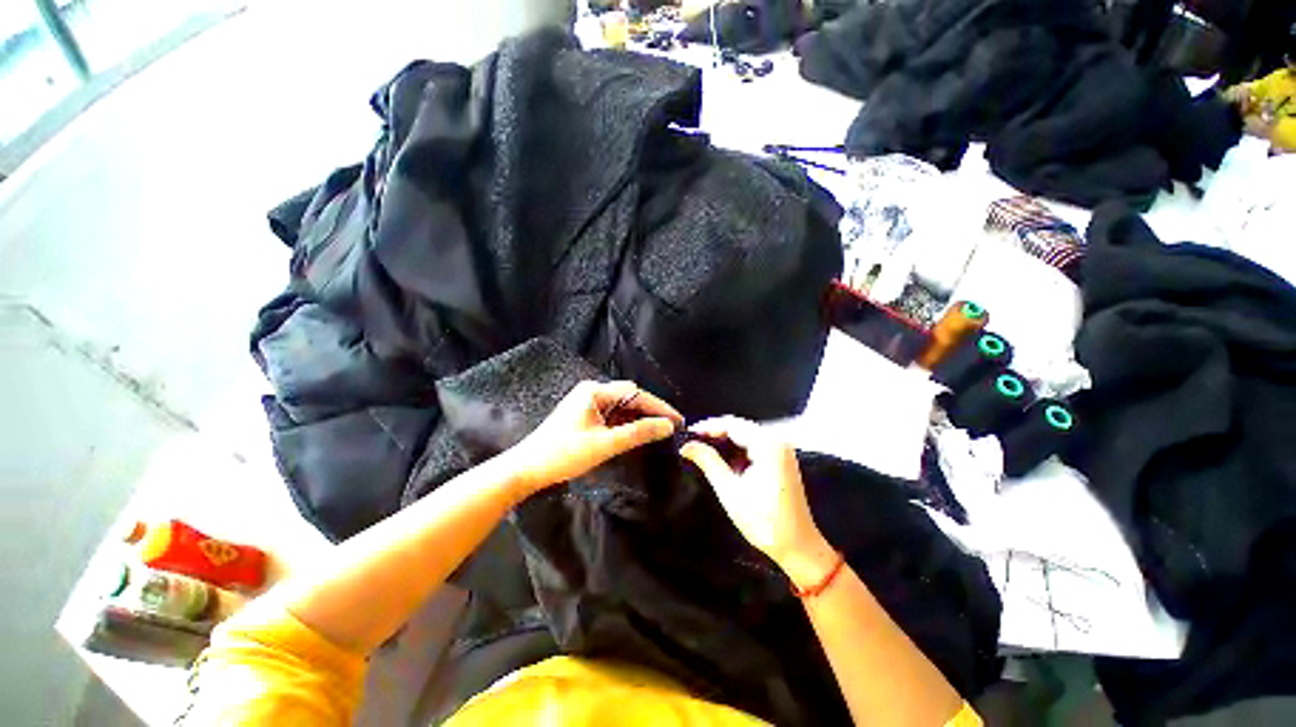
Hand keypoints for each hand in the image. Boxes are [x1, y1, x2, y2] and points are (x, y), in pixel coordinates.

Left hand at [505, 380, 682, 496]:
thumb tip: (667, 426)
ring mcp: (587, 403)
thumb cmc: (565, 454)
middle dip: (650, 411)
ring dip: (638, 418)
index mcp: (595, 391)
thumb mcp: (605, 444)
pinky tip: (637, 433)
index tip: (678, 420)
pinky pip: (611, 415)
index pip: (635, 393)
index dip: (658, 406)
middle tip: (671, 426)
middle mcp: (592, 391)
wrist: (527, 469)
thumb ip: (638, 433)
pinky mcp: (584, 415)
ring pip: (621, 407)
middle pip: (629, 398)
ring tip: (659, 431)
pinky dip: (625, 424)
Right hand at [680, 417, 836, 587]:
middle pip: (740, 426)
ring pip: (746, 434)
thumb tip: (686, 445)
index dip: (708, 426)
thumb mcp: (730, 490)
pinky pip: (755, 444)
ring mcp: (782, 449)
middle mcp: (777, 440)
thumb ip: (708, 462)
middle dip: (715, 432)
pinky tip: (723, 457)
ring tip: (702, 447)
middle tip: (692, 441)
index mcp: (768, 445)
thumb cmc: (764, 521)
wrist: (799, 547)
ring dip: (725, 439)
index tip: (687, 434)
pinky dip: (737, 448)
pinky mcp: (782, 459)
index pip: (732, 424)